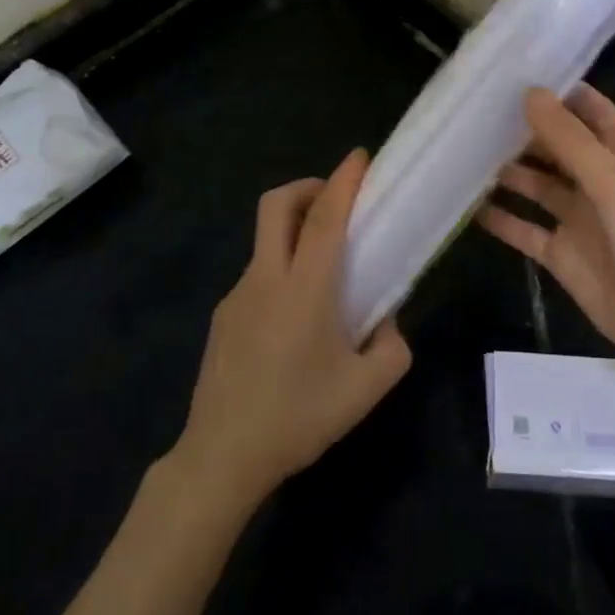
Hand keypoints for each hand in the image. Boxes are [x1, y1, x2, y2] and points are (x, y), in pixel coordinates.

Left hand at [174, 149, 412, 509]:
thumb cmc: (298, 418)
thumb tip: (387, 321)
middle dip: (308, 187)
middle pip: (277, 205)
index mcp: (304, 290)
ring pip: (266, 240)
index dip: (343, 181)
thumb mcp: (365, 391)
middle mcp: (266, 279)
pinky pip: (258, 276)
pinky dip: (281, 271)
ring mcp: (238, 295)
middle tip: (336, 201)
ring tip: (324, 275)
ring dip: (295, 233)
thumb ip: (392, 348)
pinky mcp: (223, 315)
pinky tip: (294, 322)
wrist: (222, 457)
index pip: (324, 218)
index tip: (360, 157)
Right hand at [479, 86, 614, 410]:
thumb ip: (570, 139)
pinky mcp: (562, 254)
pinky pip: (525, 228)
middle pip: (557, 145)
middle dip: (524, 128)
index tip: (518, 72)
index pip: (591, 110)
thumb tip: (530, 92)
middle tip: (476, 110)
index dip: (561, 91)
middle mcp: (597, 181)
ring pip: (536, 184)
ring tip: (464, 151)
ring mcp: (578, 218)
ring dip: (507, 170)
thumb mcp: (612, 182)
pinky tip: (468, 206)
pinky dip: (502, 218)